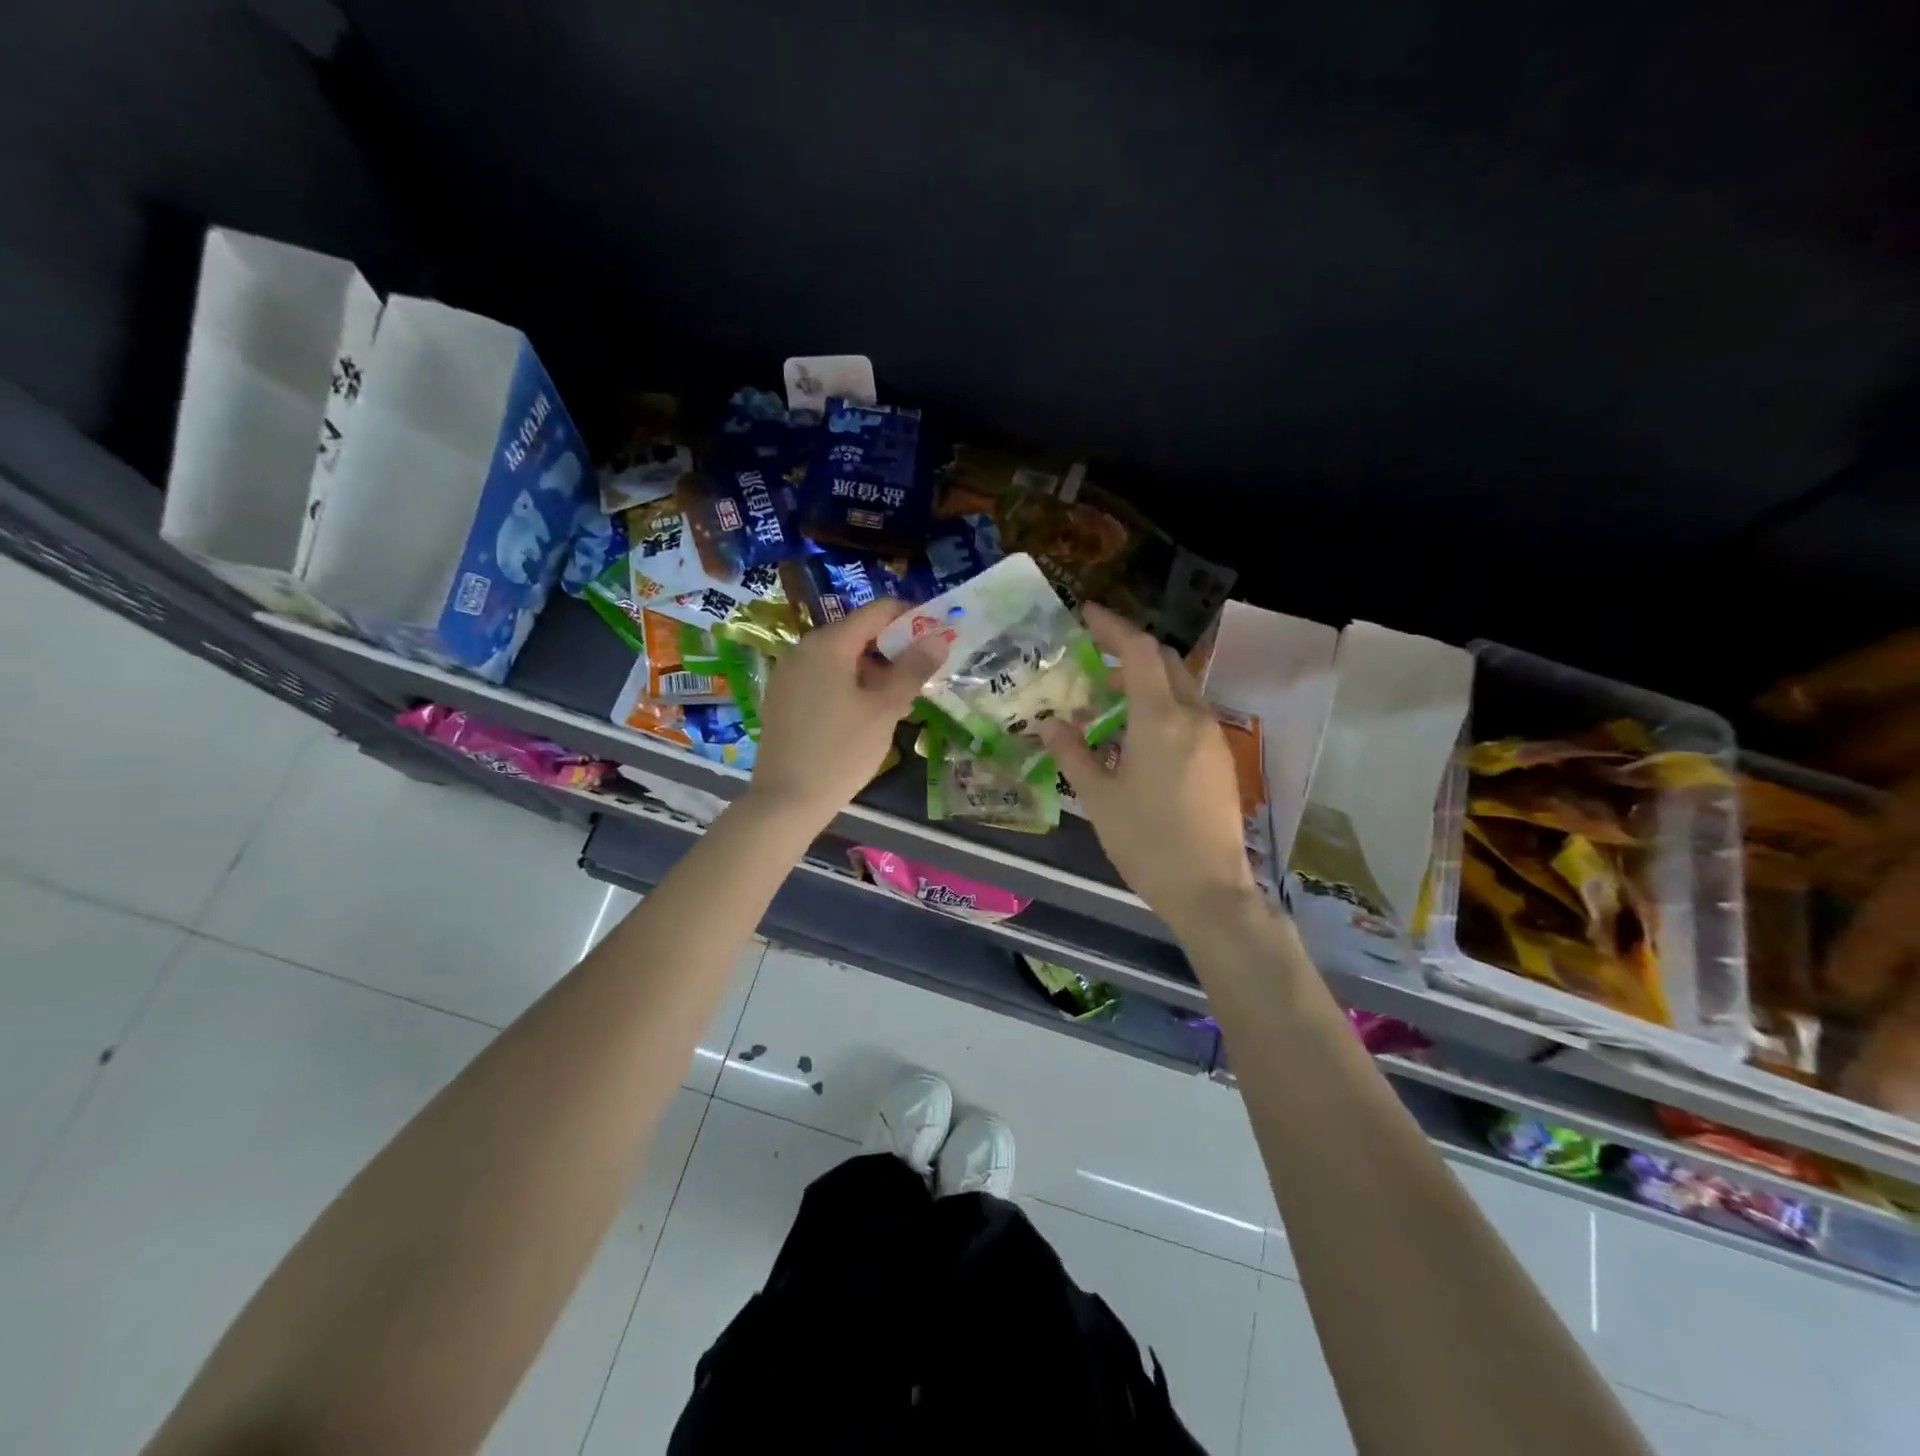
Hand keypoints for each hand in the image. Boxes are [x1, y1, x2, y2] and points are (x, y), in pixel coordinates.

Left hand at [746, 598, 947, 827]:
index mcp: (829, 644)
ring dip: (872, 672)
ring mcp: (788, 674)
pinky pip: (822, 679)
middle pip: (857, 634)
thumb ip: (913, 669)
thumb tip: (939, 637)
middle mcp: (803, 649)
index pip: (877, 612)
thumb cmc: (841, 751)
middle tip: (918, 679)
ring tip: (895, 704)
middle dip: (892, 651)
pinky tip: (862, 717)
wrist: (786, 801)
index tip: (935, 639)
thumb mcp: (885, 710)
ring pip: (840, 659)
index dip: (911, 619)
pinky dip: (847, 686)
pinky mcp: (782, 699)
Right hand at [1040, 604, 1257, 928]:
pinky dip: (1162, 707)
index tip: (1087, 614)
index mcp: (1160, 718)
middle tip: (1095, 662)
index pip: (1139, 651)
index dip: (1113, 626)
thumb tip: (1050, 724)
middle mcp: (1193, 716)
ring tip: (1109, 703)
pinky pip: (1189, 714)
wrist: (1209, 889)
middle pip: (1165, 662)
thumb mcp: (1098, 798)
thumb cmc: (1146, 842)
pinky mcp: (1221, 759)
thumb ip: (1073, 753)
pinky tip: (1138, 737)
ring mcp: (1213, 737)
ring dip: (1147, 682)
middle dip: (1130, 653)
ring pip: (1180, 688)